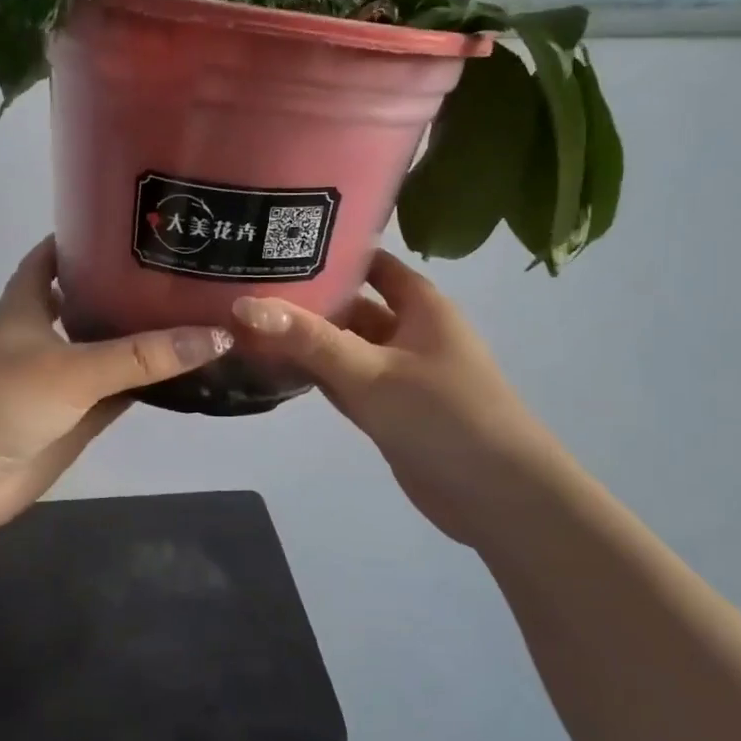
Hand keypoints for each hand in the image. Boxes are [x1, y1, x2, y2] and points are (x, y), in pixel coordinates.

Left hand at [0, 237, 232, 536]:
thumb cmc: (1, 400)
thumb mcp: (73, 368)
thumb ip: (142, 356)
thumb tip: (217, 334)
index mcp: (26, 306)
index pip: (50, 257)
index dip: (79, 237)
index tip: (125, 223)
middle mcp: (41, 336)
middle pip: (86, 301)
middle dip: (123, 287)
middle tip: (179, 269)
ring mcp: (58, 380)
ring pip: (106, 350)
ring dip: (139, 337)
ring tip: (193, 311)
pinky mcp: (72, 419)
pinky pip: (116, 393)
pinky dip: (144, 384)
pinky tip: (183, 371)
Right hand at [231, 251, 562, 540]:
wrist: (498, 497)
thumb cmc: (442, 416)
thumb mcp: (371, 371)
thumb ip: (309, 339)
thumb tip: (243, 304)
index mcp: (420, 305)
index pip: (371, 262)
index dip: (331, 251)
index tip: (277, 243)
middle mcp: (410, 331)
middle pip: (352, 306)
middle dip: (307, 299)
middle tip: (245, 286)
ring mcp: (399, 373)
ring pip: (345, 347)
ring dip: (306, 341)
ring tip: (246, 323)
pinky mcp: (389, 410)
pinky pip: (346, 381)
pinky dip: (317, 375)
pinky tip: (275, 369)